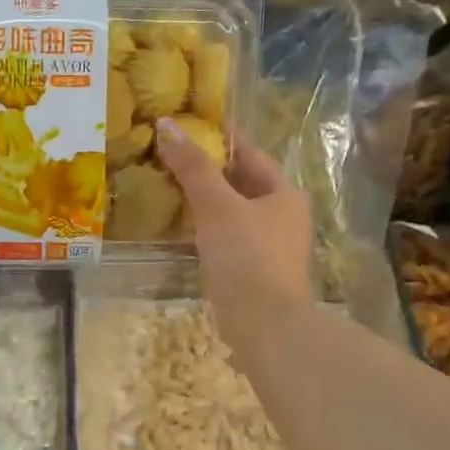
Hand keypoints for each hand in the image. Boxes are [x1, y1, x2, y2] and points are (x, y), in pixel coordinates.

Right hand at [154, 116, 313, 350]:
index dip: (219, 137)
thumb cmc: (247, 257)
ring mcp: (269, 246)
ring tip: (165, 187)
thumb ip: (193, 167)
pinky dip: (204, 228)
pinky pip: (225, 238)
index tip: (187, 124)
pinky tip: (179, 228)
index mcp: (283, 193)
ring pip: (231, 212)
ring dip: (203, 201)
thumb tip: (168, 125)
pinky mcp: (253, 271)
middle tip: (167, 155)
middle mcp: (282, 216)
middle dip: (206, 170)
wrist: (265, 326)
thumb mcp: (217, 206)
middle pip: (240, 182)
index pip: (249, 153)